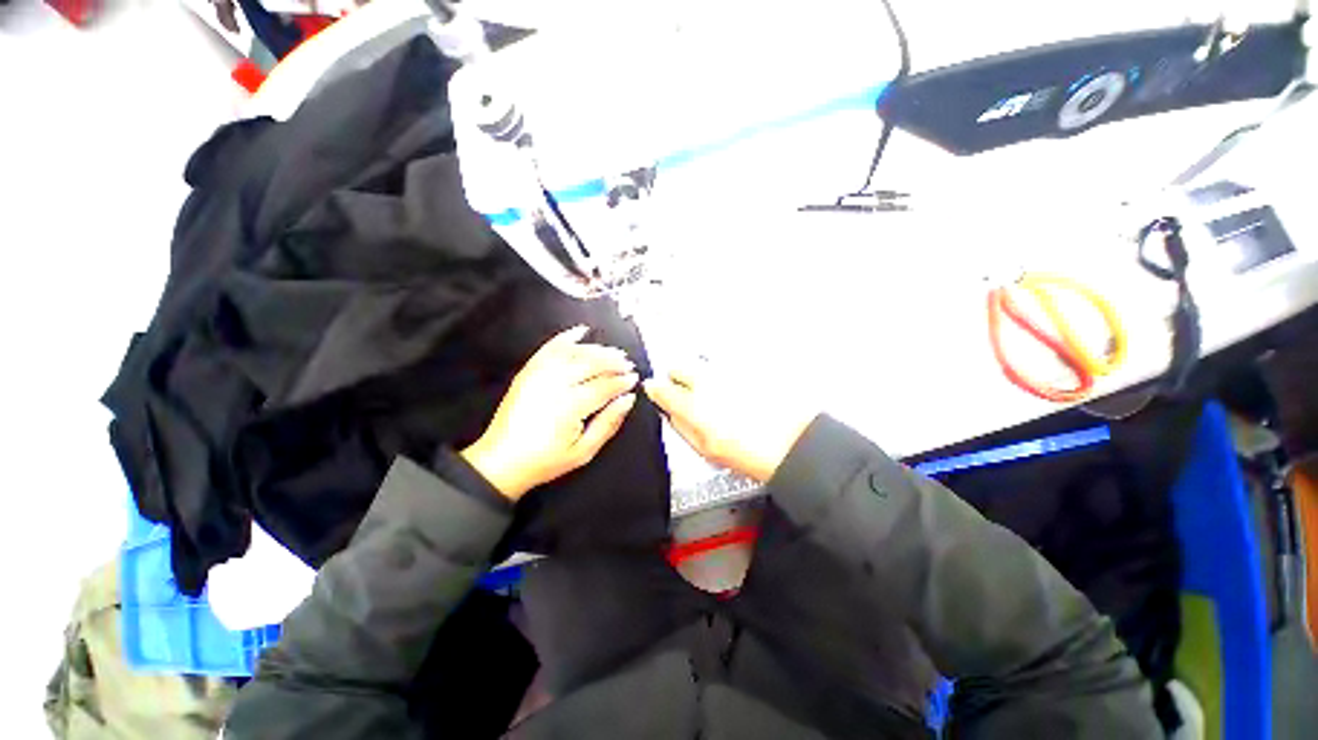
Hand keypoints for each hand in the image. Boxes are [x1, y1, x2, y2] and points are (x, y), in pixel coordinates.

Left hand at [462, 326, 638, 500]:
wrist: (502, 461)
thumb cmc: (546, 460)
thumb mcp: (584, 451)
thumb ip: (609, 423)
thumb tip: (628, 399)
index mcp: (570, 406)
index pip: (604, 385)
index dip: (622, 381)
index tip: (634, 379)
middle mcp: (554, 384)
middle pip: (591, 363)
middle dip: (613, 361)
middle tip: (628, 364)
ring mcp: (539, 374)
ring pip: (574, 352)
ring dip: (597, 349)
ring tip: (613, 352)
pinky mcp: (528, 371)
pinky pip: (550, 347)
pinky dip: (566, 337)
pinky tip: (581, 331)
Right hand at [644, 365, 816, 482]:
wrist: (792, 443)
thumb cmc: (750, 453)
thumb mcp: (706, 450)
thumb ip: (680, 426)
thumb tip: (668, 412)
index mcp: (693, 405)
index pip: (660, 388)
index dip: (656, 389)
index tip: (656, 390)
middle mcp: (706, 381)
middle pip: (678, 367)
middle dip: (677, 377)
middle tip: (687, 392)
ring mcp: (727, 370)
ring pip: (700, 362)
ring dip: (700, 374)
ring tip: (714, 392)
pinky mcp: (745, 366)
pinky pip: (722, 364)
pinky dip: (721, 373)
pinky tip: (733, 389)